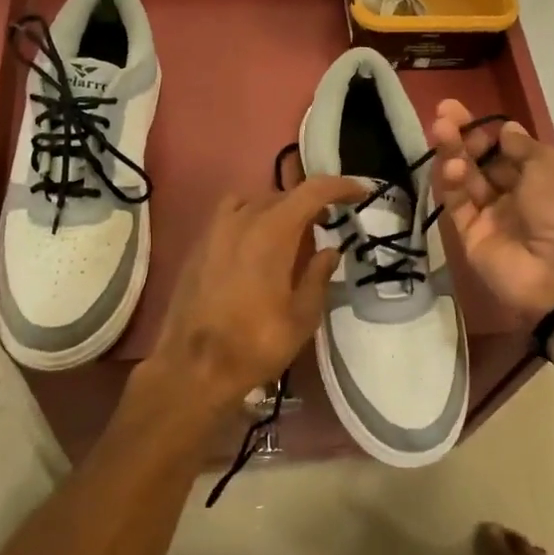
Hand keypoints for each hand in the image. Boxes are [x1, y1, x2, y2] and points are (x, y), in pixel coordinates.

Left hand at [142, 175, 366, 415]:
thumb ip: (318, 276)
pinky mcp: (199, 245)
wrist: (193, 367)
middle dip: (310, 203)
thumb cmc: (255, 344)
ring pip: (255, 201)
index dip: (340, 187)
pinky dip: (252, 218)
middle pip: (283, 195)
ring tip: (292, 233)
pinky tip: (257, 246)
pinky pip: (231, 215)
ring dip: (279, 209)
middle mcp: (242, 219)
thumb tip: (329, 251)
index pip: (312, 191)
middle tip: (329, 223)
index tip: (360, 193)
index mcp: (272, 231)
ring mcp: (215, 230)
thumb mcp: (302, 316)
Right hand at [431, 99, 553, 326]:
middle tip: (443, 114)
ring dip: (454, 154)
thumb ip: (522, 146)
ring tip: (440, 131)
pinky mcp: (471, 237)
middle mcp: (517, 196)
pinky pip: (458, 206)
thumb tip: (506, 128)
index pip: (508, 149)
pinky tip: (452, 167)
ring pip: (467, 180)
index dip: (488, 130)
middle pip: (483, 162)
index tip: (466, 112)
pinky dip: (452, 184)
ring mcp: (492, 218)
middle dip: (464, 137)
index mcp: (544, 178)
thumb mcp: (552, 165)